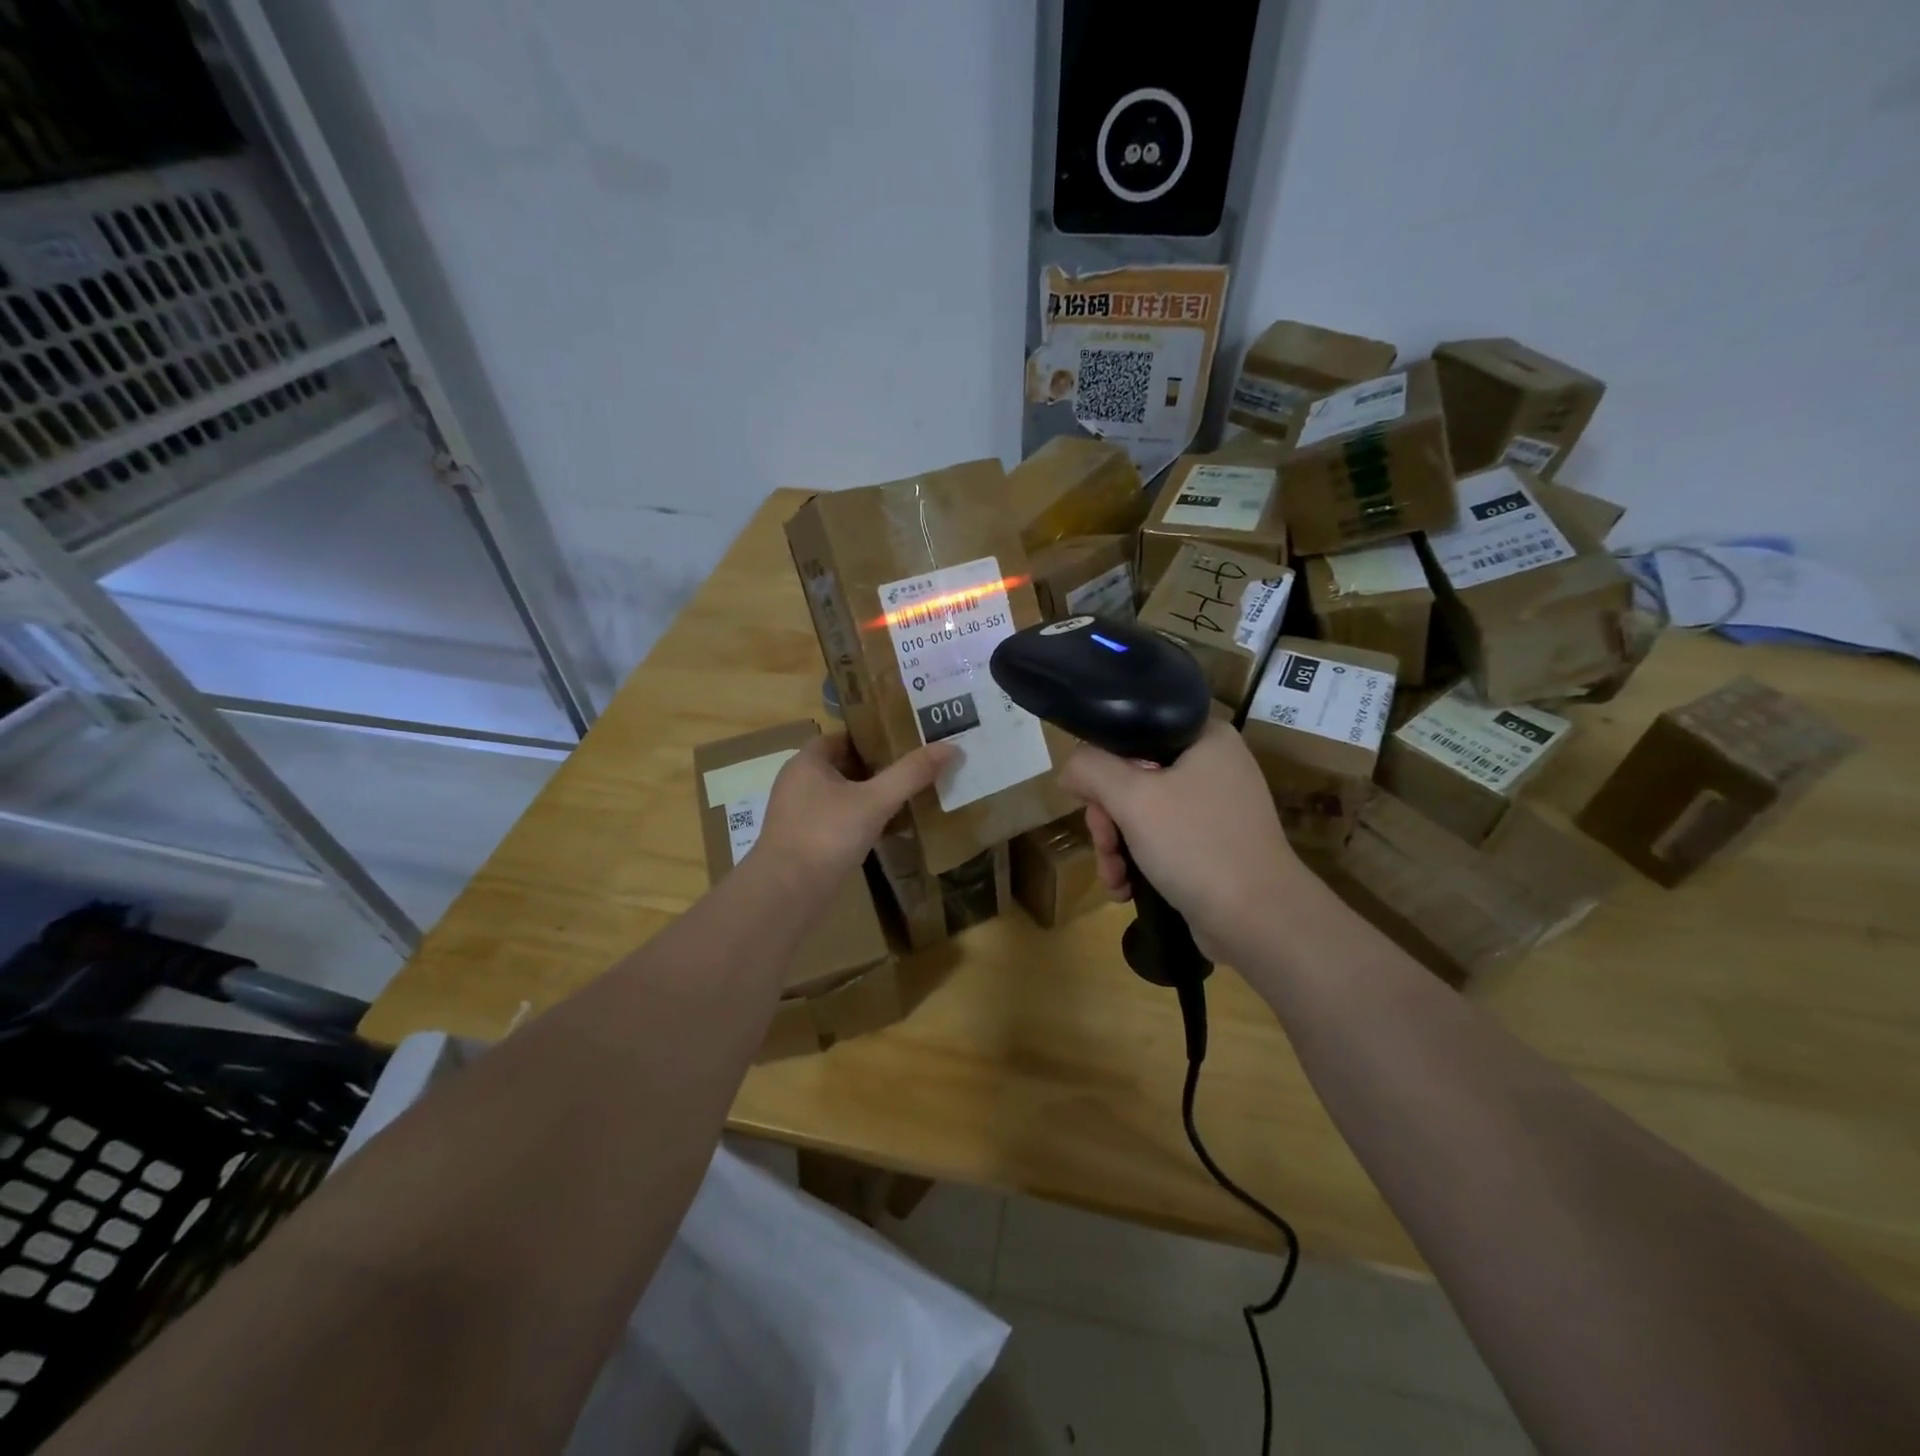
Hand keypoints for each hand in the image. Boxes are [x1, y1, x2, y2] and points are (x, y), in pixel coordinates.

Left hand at [753, 734, 954, 890]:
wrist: (785, 894)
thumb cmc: (826, 835)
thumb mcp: (874, 801)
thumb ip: (910, 774)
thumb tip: (951, 747)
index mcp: (807, 762)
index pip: (844, 737)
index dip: (874, 737)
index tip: (906, 741)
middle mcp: (798, 782)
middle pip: (844, 766)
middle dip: (878, 768)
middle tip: (915, 769)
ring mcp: (799, 814)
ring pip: (842, 796)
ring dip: (870, 797)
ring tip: (908, 797)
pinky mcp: (804, 842)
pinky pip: (838, 821)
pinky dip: (861, 821)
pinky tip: (888, 831)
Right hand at [1061, 719, 1305, 958]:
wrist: (1258, 920)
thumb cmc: (1196, 845)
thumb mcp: (1132, 798)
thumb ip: (1091, 769)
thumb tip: (1070, 769)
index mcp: (1205, 737)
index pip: (1135, 731)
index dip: (1104, 763)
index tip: (1092, 798)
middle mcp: (1213, 766)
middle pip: (1133, 777)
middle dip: (1108, 819)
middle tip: (1105, 844)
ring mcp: (1215, 809)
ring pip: (1142, 814)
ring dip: (1116, 847)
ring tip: (1114, 877)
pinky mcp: (1212, 846)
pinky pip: (1161, 841)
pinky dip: (1138, 862)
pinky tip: (1125, 889)